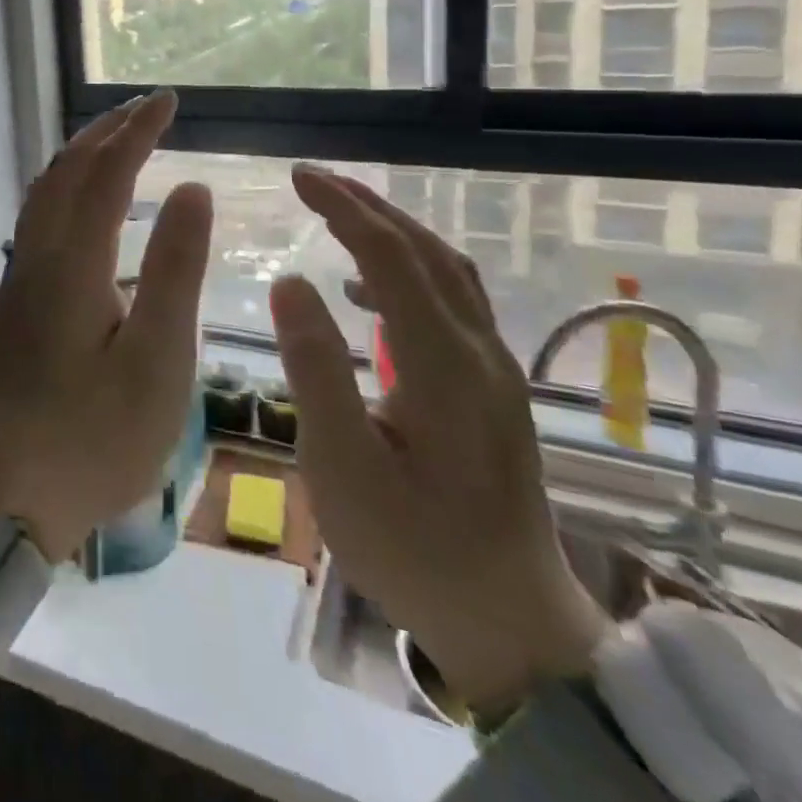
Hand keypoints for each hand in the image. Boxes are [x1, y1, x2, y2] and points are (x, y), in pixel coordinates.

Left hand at [0, 92, 211, 561]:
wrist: (10, 496)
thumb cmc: (97, 438)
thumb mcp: (158, 361)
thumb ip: (175, 270)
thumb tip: (192, 190)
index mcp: (71, 265)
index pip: (106, 174)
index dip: (138, 132)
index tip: (169, 102)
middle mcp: (35, 257)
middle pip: (65, 172)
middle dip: (106, 132)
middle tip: (146, 108)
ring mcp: (16, 279)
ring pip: (43, 193)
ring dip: (80, 156)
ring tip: (116, 139)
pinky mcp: (12, 301)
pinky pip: (36, 219)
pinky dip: (64, 188)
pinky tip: (83, 201)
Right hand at [271, 164, 608, 717]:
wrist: (511, 625)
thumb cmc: (413, 548)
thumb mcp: (343, 466)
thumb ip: (316, 369)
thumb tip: (290, 281)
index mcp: (444, 364)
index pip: (390, 256)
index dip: (342, 208)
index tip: (298, 176)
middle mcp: (479, 352)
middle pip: (427, 251)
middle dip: (368, 206)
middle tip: (313, 180)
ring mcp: (494, 370)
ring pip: (448, 272)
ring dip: (393, 232)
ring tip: (338, 216)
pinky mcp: (493, 390)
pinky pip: (452, 302)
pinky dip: (408, 272)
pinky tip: (367, 291)